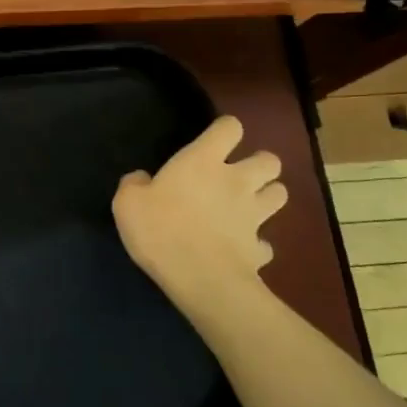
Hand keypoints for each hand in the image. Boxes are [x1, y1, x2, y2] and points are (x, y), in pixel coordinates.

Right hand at [112, 115, 285, 332]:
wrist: (200, 278)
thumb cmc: (160, 229)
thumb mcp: (127, 202)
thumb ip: (134, 184)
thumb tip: (141, 179)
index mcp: (203, 161)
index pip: (230, 127)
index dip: (225, 130)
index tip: (212, 141)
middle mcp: (237, 181)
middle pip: (269, 160)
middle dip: (259, 164)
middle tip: (238, 175)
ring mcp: (254, 215)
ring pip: (280, 194)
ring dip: (267, 196)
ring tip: (248, 206)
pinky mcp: (260, 249)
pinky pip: (265, 243)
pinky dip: (257, 244)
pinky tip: (242, 249)